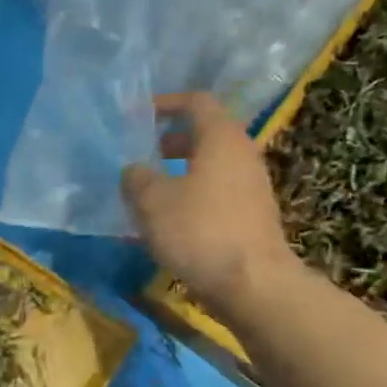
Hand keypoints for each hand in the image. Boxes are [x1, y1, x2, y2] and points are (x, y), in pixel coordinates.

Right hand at [121, 91, 298, 320]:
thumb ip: (136, 178)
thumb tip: (134, 171)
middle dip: (169, 141)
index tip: (138, 116)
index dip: (166, 103)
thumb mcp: (152, 201)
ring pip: (209, 166)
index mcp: (221, 139)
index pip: (196, 102)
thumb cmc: (199, 230)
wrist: (251, 284)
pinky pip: (215, 193)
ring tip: (146, 192)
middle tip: (140, 155)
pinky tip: (165, 222)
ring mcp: (250, 187)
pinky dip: (189, 196)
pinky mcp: (250, 216)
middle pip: (205, 134)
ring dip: (177, 172)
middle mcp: (242, 155)